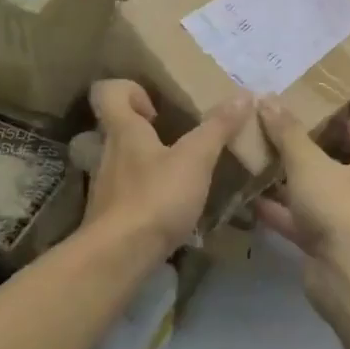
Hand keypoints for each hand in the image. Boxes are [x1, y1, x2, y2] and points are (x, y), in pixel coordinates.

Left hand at [85, 79, 251, 254]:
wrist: (118, 258)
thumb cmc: (156, 197)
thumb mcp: (196, 159)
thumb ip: (218, 127)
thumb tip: (243, 94)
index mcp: (123, 130)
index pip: (108, 91)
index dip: (131, 90)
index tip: (158, 107)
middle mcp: (108, 152)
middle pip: (118, 127)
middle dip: (147, 128)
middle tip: (178, 137)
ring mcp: (106, 186)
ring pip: (124, 161)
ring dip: (150, 162)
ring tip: (182, 173)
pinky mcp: (110, 216)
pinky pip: (129, 192)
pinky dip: (149, 193)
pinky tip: (173, 207)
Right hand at [254, 99, 349, 310]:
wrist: (348, 277)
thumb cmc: (339, 207)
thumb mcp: (309, 163)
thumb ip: (287, 133)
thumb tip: (267, 98)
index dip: (330, 117)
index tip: (302, 104)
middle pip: (331, 163)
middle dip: (301, 149)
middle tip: (270, 128)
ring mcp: (345, 221)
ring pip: (312, 193)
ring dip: (286, 181)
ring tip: (254, 158)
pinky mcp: (324, 245)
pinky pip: (299, 220)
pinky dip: (278, 211)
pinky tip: (249, 196)